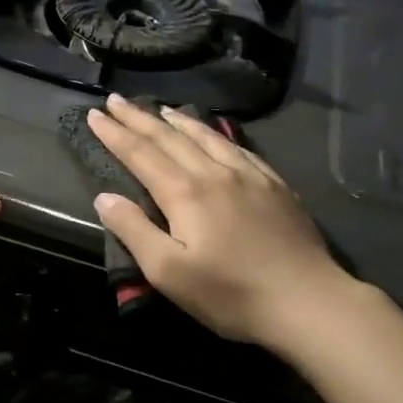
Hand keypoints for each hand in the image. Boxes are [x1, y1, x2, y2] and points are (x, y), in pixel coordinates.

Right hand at [86, 94, 352, 348]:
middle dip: (139, 118)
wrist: (308, 302)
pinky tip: (217, 134)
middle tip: (116, 100)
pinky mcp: (276, 187)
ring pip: (207, 137)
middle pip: (170, 138)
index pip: (141, 154)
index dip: (115, 134)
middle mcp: (215, 173)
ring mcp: (250, 176)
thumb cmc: (231, 294)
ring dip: (178, 121)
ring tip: (161, 109)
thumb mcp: (169, 272)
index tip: (94, 115)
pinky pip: (239, 149)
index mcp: (185, 193)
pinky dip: (218, 134)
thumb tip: (104, 198)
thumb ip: (134, 230)